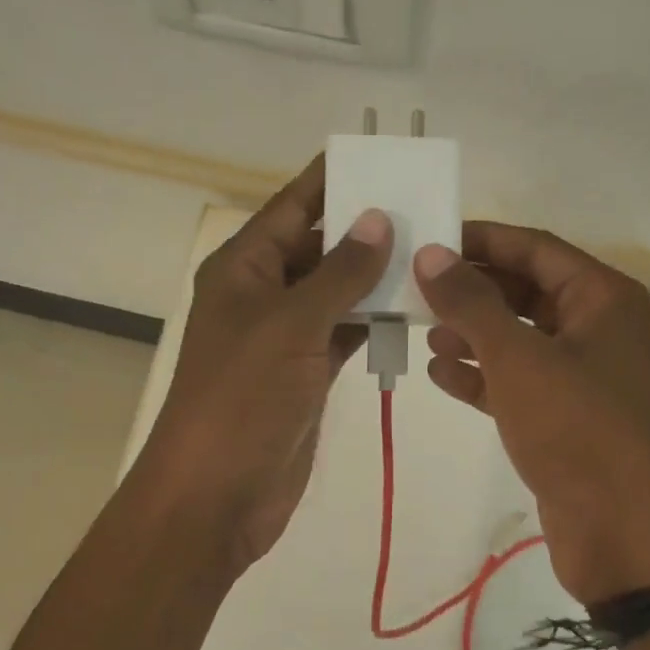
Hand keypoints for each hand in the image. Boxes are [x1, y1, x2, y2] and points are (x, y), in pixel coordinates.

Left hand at [136, 156, 390, 574]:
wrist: (218, 492)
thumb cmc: (243, 398)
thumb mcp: (291, 325)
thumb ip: (339, 273)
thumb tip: (379, 219)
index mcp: (243, 268)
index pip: (292, 207)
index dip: (331, 179)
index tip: (382, 156)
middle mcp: (262, 295)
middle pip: (317, 247)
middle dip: (365, 229)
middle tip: (426, 209)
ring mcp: (285, 338)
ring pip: (335, 292)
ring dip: (375, 277)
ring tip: (432, 253)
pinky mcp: (304, 375)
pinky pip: (343, 333)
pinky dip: (372, 322)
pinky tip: (412, 309)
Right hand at [414, 223, 649, 603]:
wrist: (626, 531)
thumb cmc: (578, 427)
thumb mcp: (518, 357)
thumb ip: (471, 303)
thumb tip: (431, 254)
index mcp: (601, 299)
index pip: (534, 249)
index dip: (481, 240)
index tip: (428, 240)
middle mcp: (595, 330)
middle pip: (525, 292)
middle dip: (471, 291)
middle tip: (413, 289)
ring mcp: (580, 379)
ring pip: (517, 340)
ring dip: (471, 334)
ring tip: (420, 332)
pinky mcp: (563, 421)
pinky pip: (515, 384)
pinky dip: (480, 378)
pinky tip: (439, 375)